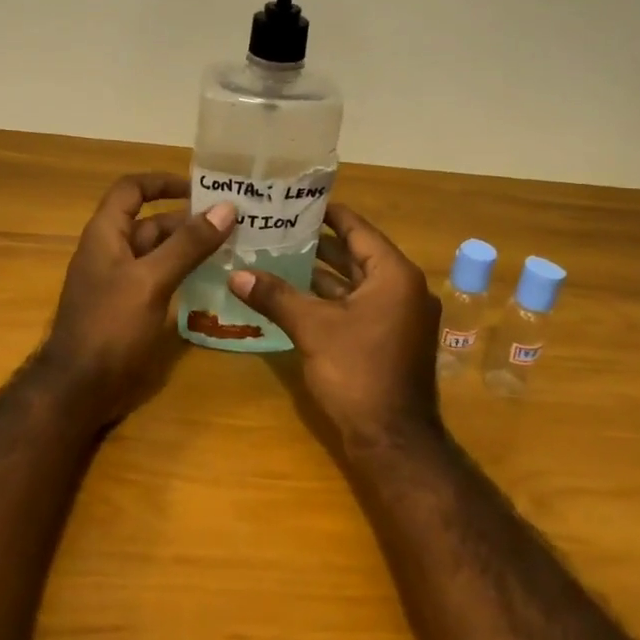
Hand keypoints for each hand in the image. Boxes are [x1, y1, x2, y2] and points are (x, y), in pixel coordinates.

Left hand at [37, 172, 236, 418]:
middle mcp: (113, 251)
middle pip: (153, 223)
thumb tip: (226, 207)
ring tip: (235, 247)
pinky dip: (186, 274)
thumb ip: (188, 244)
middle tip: (235, 222)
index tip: (202, 188)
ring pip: (161, 253)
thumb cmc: (110, 326)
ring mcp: (122, 282)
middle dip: (190, 219)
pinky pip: (162, 280)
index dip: (163, 182)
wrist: (79, 389)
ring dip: (192, 248)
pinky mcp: (132, 308)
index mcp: (106, 234)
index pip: (132, 190)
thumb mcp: (151, 280)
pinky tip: (216, 281)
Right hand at [228, 204, 443, 454]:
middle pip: (356, 254)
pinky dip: (330, 299)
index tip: (295, 200)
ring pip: (355, 283)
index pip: (358, 228)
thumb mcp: (313, 328)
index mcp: (394, 275)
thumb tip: (236, 273)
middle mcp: (403, 288)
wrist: (392, 439)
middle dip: (318, 243)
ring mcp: (398, 316)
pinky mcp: (388, 339)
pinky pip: (357, 306)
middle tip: (278, 227)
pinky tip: (294, 295)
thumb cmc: (358, 372)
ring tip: (278, 255)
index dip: (327, 213)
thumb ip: (276, 296)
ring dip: (321, 273)